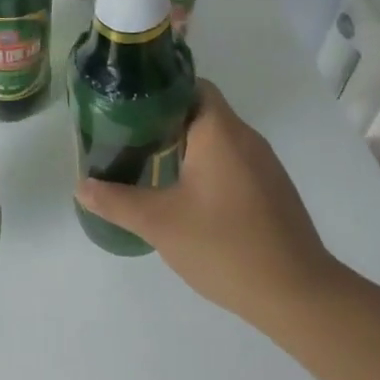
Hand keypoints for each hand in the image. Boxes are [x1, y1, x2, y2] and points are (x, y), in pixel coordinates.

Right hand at [75, 81, 337, 335]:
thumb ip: (116, 201)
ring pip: (218, 138)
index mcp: (220, 131)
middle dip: (164, 121)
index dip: (158, 91)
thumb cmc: (225, 246)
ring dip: (186, 145)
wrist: (298, 295)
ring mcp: (264, 164)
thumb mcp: (160, 223)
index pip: (190, 85)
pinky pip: (233, 160)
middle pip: (201, 110)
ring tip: (150, 165)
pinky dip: (208, 166)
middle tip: (129, 139)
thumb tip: (81, 186)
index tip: (127, 107)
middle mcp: (245, 137)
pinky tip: (188, 196)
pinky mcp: (272, 189)